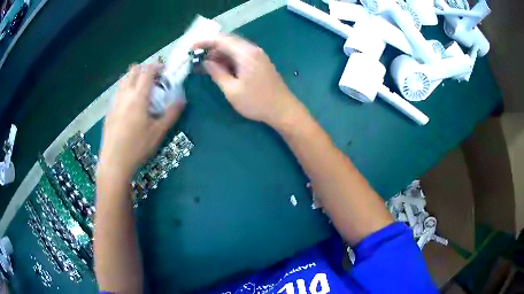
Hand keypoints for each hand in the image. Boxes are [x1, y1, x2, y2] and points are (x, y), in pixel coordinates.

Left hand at [98, 64, 184, 178]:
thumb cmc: (137, 147)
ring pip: (124, 80)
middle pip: (133, 70)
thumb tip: (182, 100)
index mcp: (138, 97)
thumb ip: (171, 114)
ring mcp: (114, 102)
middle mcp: (124, 94)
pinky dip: (126, 90)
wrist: (114, 163)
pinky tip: (129, 106)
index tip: (164, 71)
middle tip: (154, 81)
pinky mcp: (109, 111)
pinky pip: (118, 92)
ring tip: (141, 92)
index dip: (157, 66)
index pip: (147, 71)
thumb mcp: (158, 132)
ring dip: (134, 79)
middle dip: (145, 70)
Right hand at [194, 34, 302, 127]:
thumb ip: (217, 73)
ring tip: (206, 66)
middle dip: (211, 48)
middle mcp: (252, 49)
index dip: (204, 42)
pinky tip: (221, 68)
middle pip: (228, 41)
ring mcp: (258, 55)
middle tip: (197, 59)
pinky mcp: (260, 62)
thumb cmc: (256, 102)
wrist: (283, 110)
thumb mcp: (232, 90)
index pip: (221, 40)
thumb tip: (206, 62)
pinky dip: (229, 59)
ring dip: (219, 54)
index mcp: (245, 53)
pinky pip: (241, 55)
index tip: (191, 49)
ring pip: (234, 48)